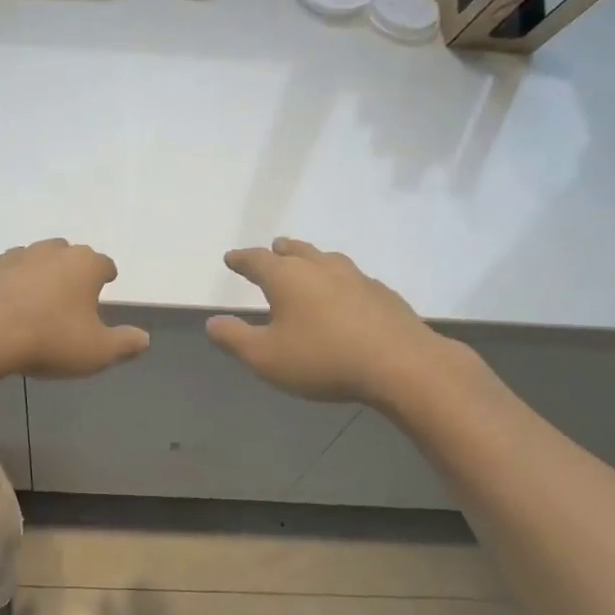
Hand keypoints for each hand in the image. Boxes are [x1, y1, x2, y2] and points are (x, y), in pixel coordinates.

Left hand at [0, 239, 149, 379]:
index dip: (106, 275)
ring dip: (32, 274)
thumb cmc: (49, 340)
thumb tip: (144, 338)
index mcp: (83, 265)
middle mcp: (48, 252)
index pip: (103, 264)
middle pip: (65, 254)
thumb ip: (124, 344)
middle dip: (68, 269)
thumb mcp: (97, 352)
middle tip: (67, 292)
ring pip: (28, 259)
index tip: (106, 283)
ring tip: (30, 299)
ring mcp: (10, 257)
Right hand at [207, 238, 464, 406]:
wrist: (401, 365)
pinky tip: (345, 294)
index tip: (231, 258)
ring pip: (327, 259)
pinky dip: (339, 281)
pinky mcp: (382, 294)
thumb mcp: (266, 357)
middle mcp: (320, 267)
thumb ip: (234, 338)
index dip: (241, 259)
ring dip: (311, 259)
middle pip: (295, 250)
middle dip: (279, 251)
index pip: (257, 260)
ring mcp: (356, 277)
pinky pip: (352, 278)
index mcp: (287, 277)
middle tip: (273, 249)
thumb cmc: (323, 359)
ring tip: (307, 264)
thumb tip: (212, 323)